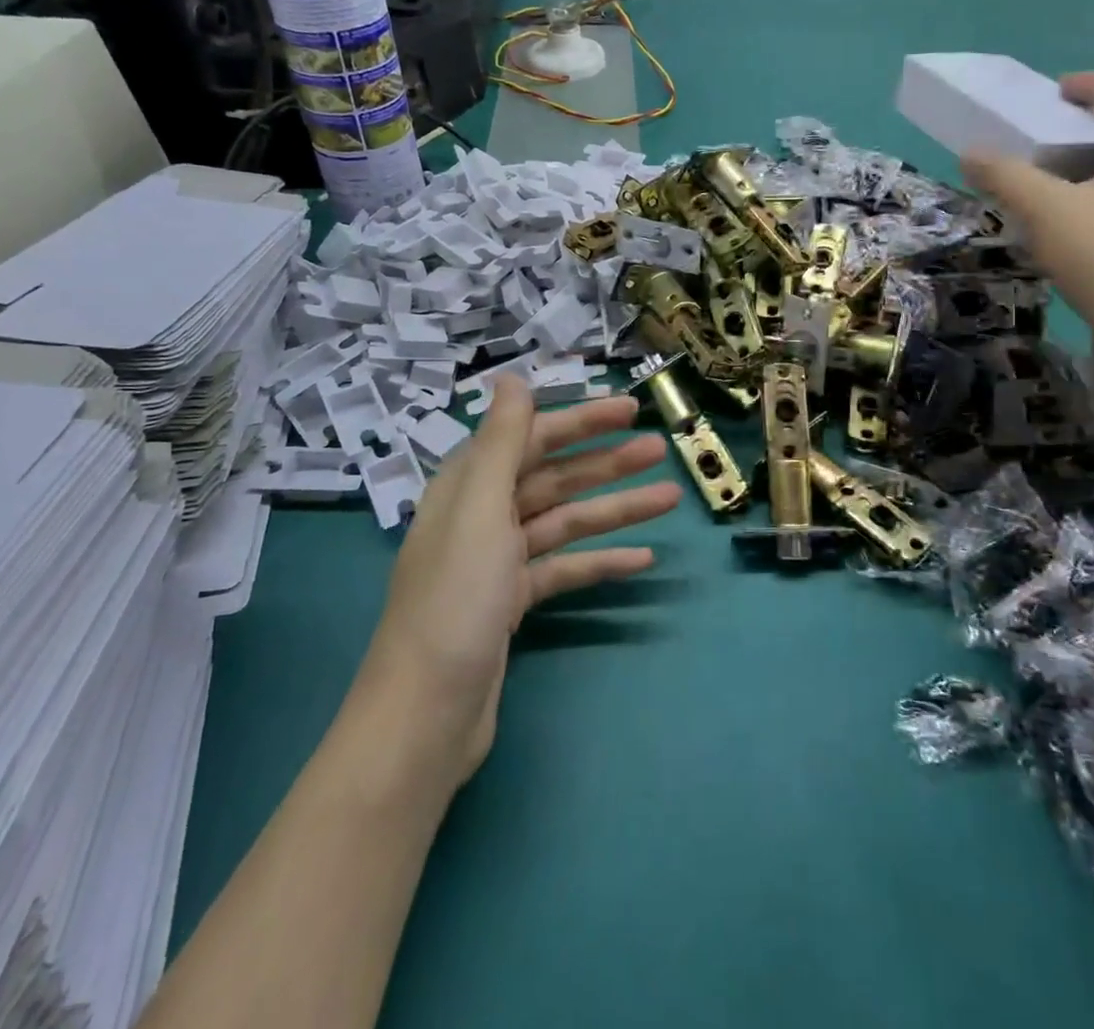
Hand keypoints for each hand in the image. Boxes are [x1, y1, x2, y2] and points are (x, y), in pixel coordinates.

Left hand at [357, 378, 680, 785]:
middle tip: (658, 450)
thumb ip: (500, 442)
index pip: (530, 437)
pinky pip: (564, 568)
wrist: (425, 716)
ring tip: (668, 498)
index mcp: (468, 487)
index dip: (580, 421)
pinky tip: (642, 559)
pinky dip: (600, 561)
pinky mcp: (513, 603)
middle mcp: (482, 516)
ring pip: (565, 521)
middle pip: (553, 476)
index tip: (629, 411)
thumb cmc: (454, 601)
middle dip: (605, 462)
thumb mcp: (479, 511)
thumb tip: (511, 378)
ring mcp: (498, 562)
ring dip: (614, 509)